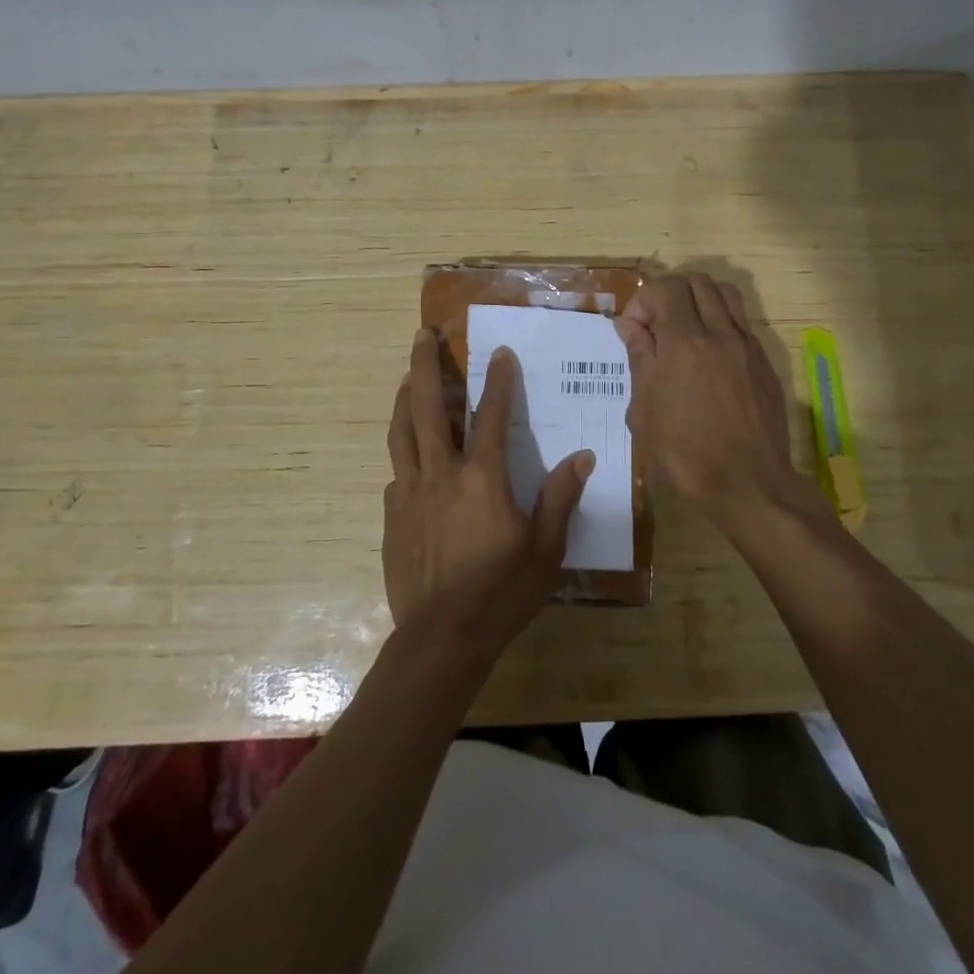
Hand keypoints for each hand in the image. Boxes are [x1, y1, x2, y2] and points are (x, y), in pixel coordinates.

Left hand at [383, 328, 593, 658]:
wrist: (441, 638)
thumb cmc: (500, 593)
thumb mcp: (545, 550)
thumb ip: (560, 498)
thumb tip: (582, 457)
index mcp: (481, 478)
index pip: (492, 416)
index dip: (498, 381)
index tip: (498, 353)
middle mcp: (440, 474)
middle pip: (425, 407)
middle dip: (424, 366)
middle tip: (421, 335)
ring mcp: (410, 493)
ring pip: (400, 432)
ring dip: (403, 398)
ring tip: (405, 377)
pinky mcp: (392, 515)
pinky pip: (397, 472)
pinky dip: (404, 453)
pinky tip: (411, 456)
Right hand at [614, 272, 805, 525]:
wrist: (748, 483)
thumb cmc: (685, 453)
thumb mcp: (645, 410)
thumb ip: (640, 359)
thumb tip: (631, 326)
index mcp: (685, 342)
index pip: (665, 288)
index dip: (642, 301)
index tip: (633, 330)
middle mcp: (720, 333)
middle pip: (697, 281)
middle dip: (670, 293)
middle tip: (656, 325)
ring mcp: (747, 346)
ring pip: (725, 294)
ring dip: (699, 300)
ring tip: (684, 330)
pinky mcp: (764, 363)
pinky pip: (741, 323)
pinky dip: (720, 323)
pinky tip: (709, 356)